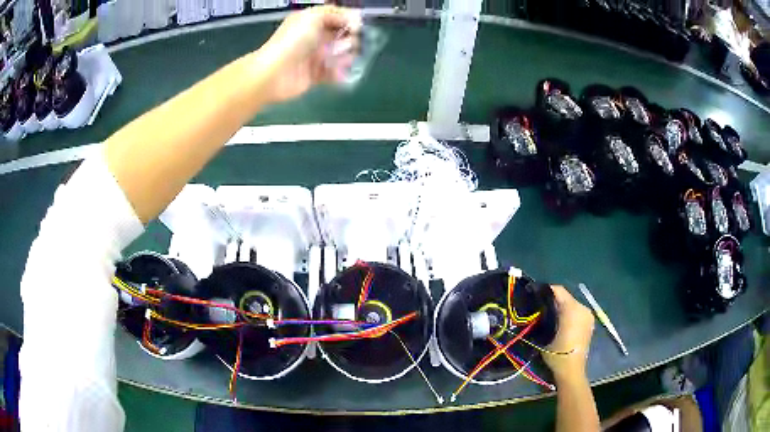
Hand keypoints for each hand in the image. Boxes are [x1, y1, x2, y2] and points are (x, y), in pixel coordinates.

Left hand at [257, 5, 361, 103]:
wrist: (274, 73)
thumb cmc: (293, 41)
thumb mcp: (313, 16)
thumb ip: (335, 13)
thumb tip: (354, 19)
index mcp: (311, 22)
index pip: (336, 17)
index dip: (349, 20)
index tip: (359, 26)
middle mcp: (313, 37)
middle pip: (341, 36)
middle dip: (351, 39)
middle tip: (348, 43)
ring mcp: (314, 57)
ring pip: (340, 54)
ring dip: (346, 56)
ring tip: (343, 58)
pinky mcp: (315, 75)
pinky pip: (333, 73)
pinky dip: (340, 73)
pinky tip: (341, 72)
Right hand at [543, 285, 594, 381]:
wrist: (572, 369)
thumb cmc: (557, 353)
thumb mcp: (545, 334)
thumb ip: (544, 317)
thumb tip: (538, 308)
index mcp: (572, 309)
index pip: (558, 291)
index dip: (546, 291)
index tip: (535, 295)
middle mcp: (582, 308)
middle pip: (566, 297)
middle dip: (553, 300)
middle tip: (541, 308)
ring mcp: (588, 315)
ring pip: (572, 304)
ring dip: (562, 307)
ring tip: (550, 316)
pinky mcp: (590, 323)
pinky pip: (577, 312)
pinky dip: (569, 314)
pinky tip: (561, 323)